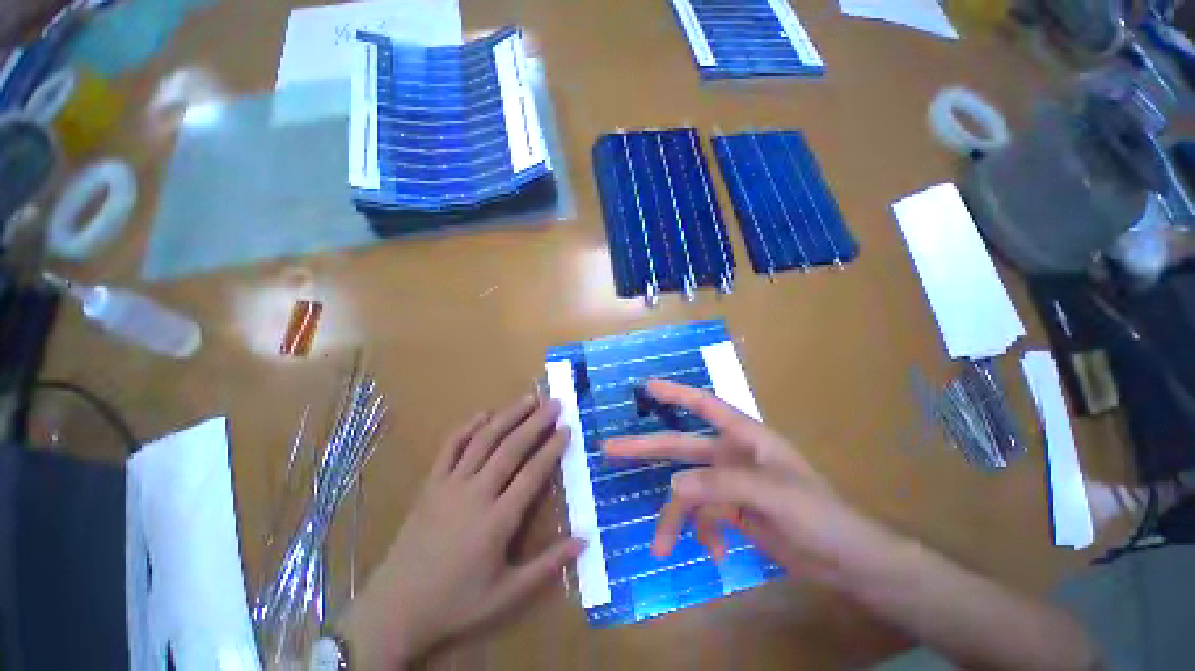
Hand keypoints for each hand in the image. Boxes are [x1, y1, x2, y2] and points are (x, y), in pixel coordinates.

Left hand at [341, 395, 581, 668]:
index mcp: (497, 520)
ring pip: (484, 440)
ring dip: (508, 416)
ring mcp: (450, 485)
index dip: (552, 448)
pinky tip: (483, 413)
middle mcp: (476, 494)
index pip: (533, 473)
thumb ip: (548, 566)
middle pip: (511, 448)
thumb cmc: (456, 603)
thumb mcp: (507, 595)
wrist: (395, 610)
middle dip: (536, 422)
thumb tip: (585, 539)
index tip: (567, 428)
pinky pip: (450, 448)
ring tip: (528, 399)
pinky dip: (467, 427)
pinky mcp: (430, 485)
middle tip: (554, 403)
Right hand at [604, 380, 901, 587]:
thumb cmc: (818, 514)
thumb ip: (721, 486)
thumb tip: (673, 484)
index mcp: (744, 438)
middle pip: (681, 447)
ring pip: (688, 492)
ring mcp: (728, 484)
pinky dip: (702, 534)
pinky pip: (703, 516)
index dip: (676, 393)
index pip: (705, 405)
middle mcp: (731, 455)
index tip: (647, 386)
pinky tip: (713, 554)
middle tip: (610, 448)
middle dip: (646, 448)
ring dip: (674, 518)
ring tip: (659, 547)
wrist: (844, 560)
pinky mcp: (730, 510)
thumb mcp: (773, 495)